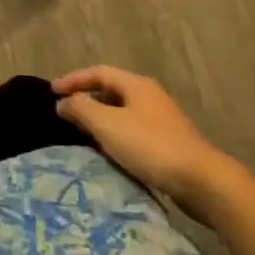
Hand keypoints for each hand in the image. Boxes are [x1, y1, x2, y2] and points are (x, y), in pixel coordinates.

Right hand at [53, 66, 236, 210]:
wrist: (202, 182)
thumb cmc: (150, 146)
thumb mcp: (107, 124)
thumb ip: (80, 108)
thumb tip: (62, 102)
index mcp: (136, 85)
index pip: (98, 72)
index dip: (73, 79)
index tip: (52, 91)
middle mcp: (150, 96)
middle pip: (111, 90)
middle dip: (86, 98)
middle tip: (65, 111)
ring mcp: (162, 120)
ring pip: (123, 112)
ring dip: (100, 118)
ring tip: (81, 132)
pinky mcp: (169, 143)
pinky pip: (133, 130)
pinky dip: (115, 134)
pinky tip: (109, 150)